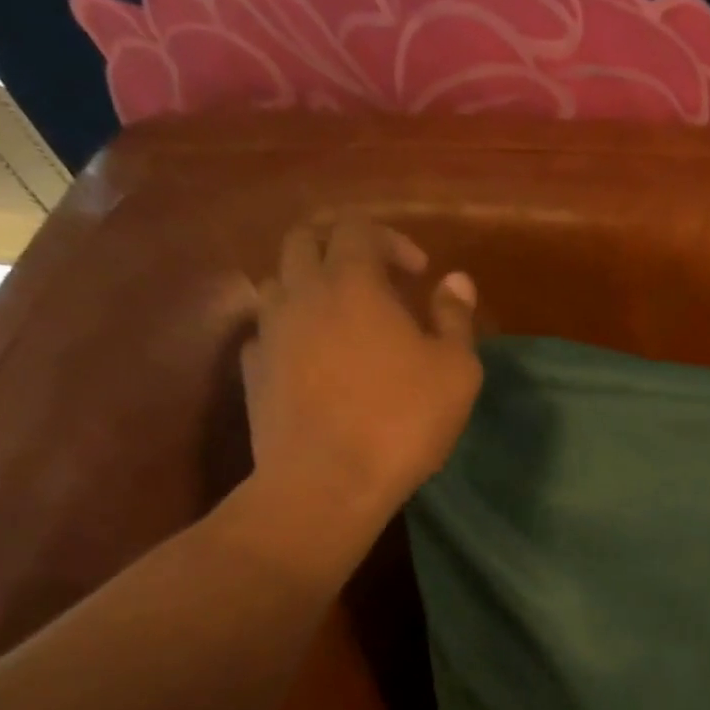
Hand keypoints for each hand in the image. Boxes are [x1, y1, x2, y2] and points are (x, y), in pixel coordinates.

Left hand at [238, 219, 480, 542]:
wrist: (326, 482)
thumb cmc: (402, 421)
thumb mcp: (456, 371)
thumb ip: (456, 318)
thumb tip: (456, 281)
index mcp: (351, 282)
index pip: (359, 228)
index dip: (392, 239)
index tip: (418, 272)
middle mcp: (301, 294)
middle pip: (304, 239)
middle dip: (340, 245)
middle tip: (373, 275)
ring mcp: (269, 332)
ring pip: (278, 282)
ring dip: (309, 284)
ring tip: (341, 315)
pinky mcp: (253, 372)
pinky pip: (266, 331)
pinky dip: (290, 330)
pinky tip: (312, 358)